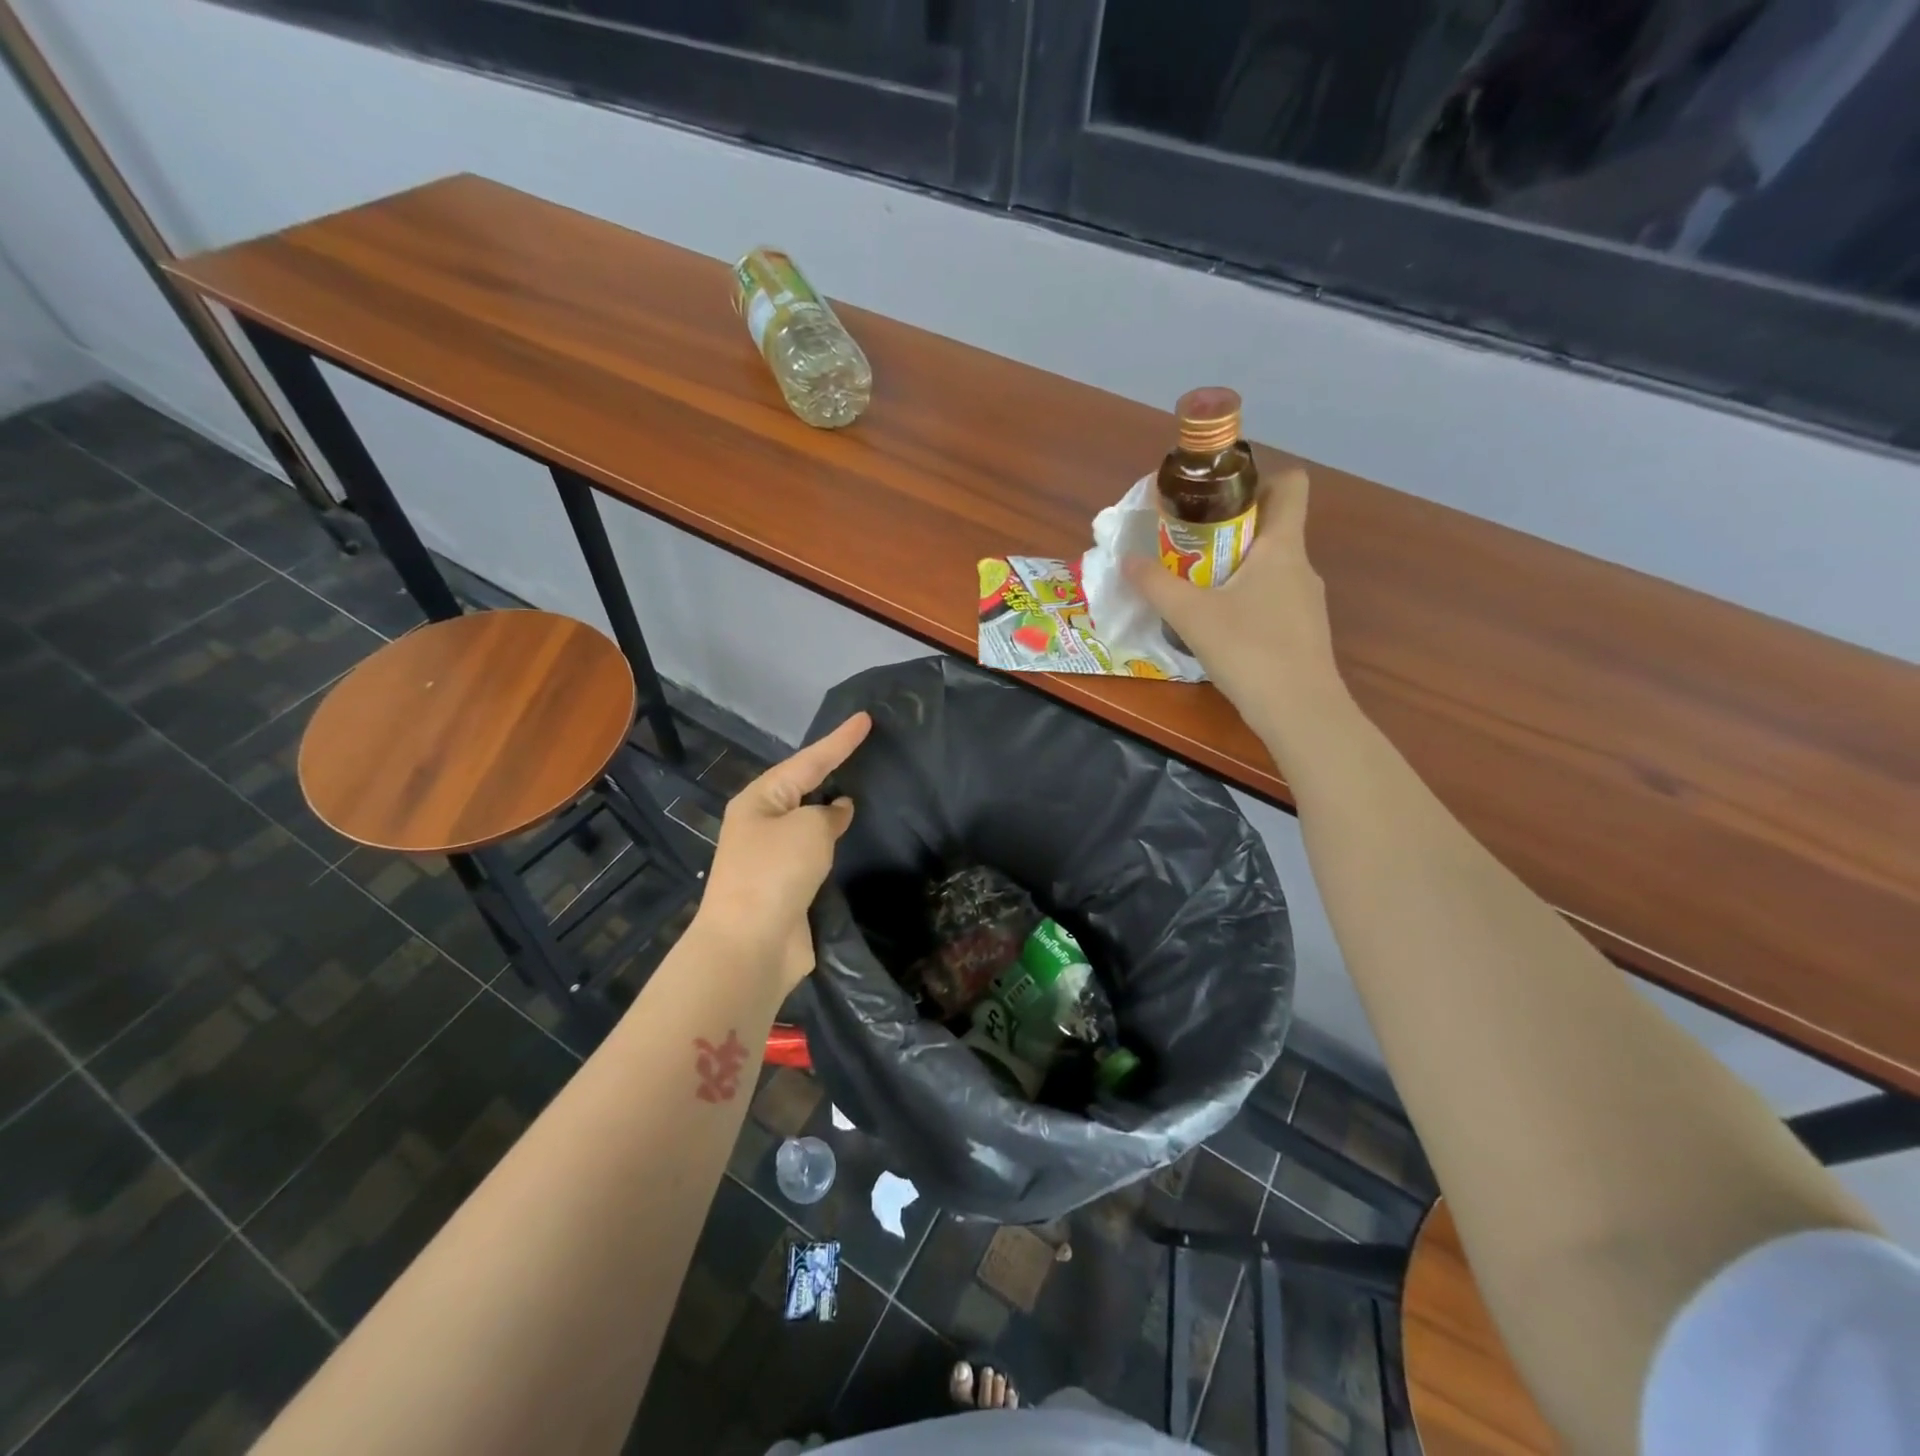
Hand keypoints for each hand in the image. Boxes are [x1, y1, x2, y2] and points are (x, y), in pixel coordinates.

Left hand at [694, 712, 872, 995]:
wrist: (750, 946)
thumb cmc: (775, 873)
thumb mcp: (808, 829)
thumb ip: (828, 813)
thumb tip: (837, 811)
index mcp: (760, 800)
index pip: (808, 760)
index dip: (840, 740)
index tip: (866, 719)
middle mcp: (762, 823)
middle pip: (803, 787)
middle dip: (831, 769)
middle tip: (863, 750)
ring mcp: (772, 857)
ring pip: (809, 822)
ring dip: (832, 809)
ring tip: (863, 789)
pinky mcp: (787, 887)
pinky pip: (815, 853)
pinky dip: (833, 843)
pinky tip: (852, 838)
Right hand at [1123, 467, 1349, 755]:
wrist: (1300, 711)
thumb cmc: (1250, 650)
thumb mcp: (1192, 616)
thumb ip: (1156, 585)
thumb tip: (1126, 560)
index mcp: (1282, 547)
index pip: (1290, 485)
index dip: (1258, 479)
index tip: (1218, 497)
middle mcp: (1300, 566)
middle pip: (1272, 526)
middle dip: (1230, 528)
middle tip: (1189, 546)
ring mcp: (1306, 601)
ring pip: (1270, 566)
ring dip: (1235, 567)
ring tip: (1197, 589)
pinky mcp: (1302, 631)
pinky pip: (1272, 598)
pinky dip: (1246, 600)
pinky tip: (1220, 627)